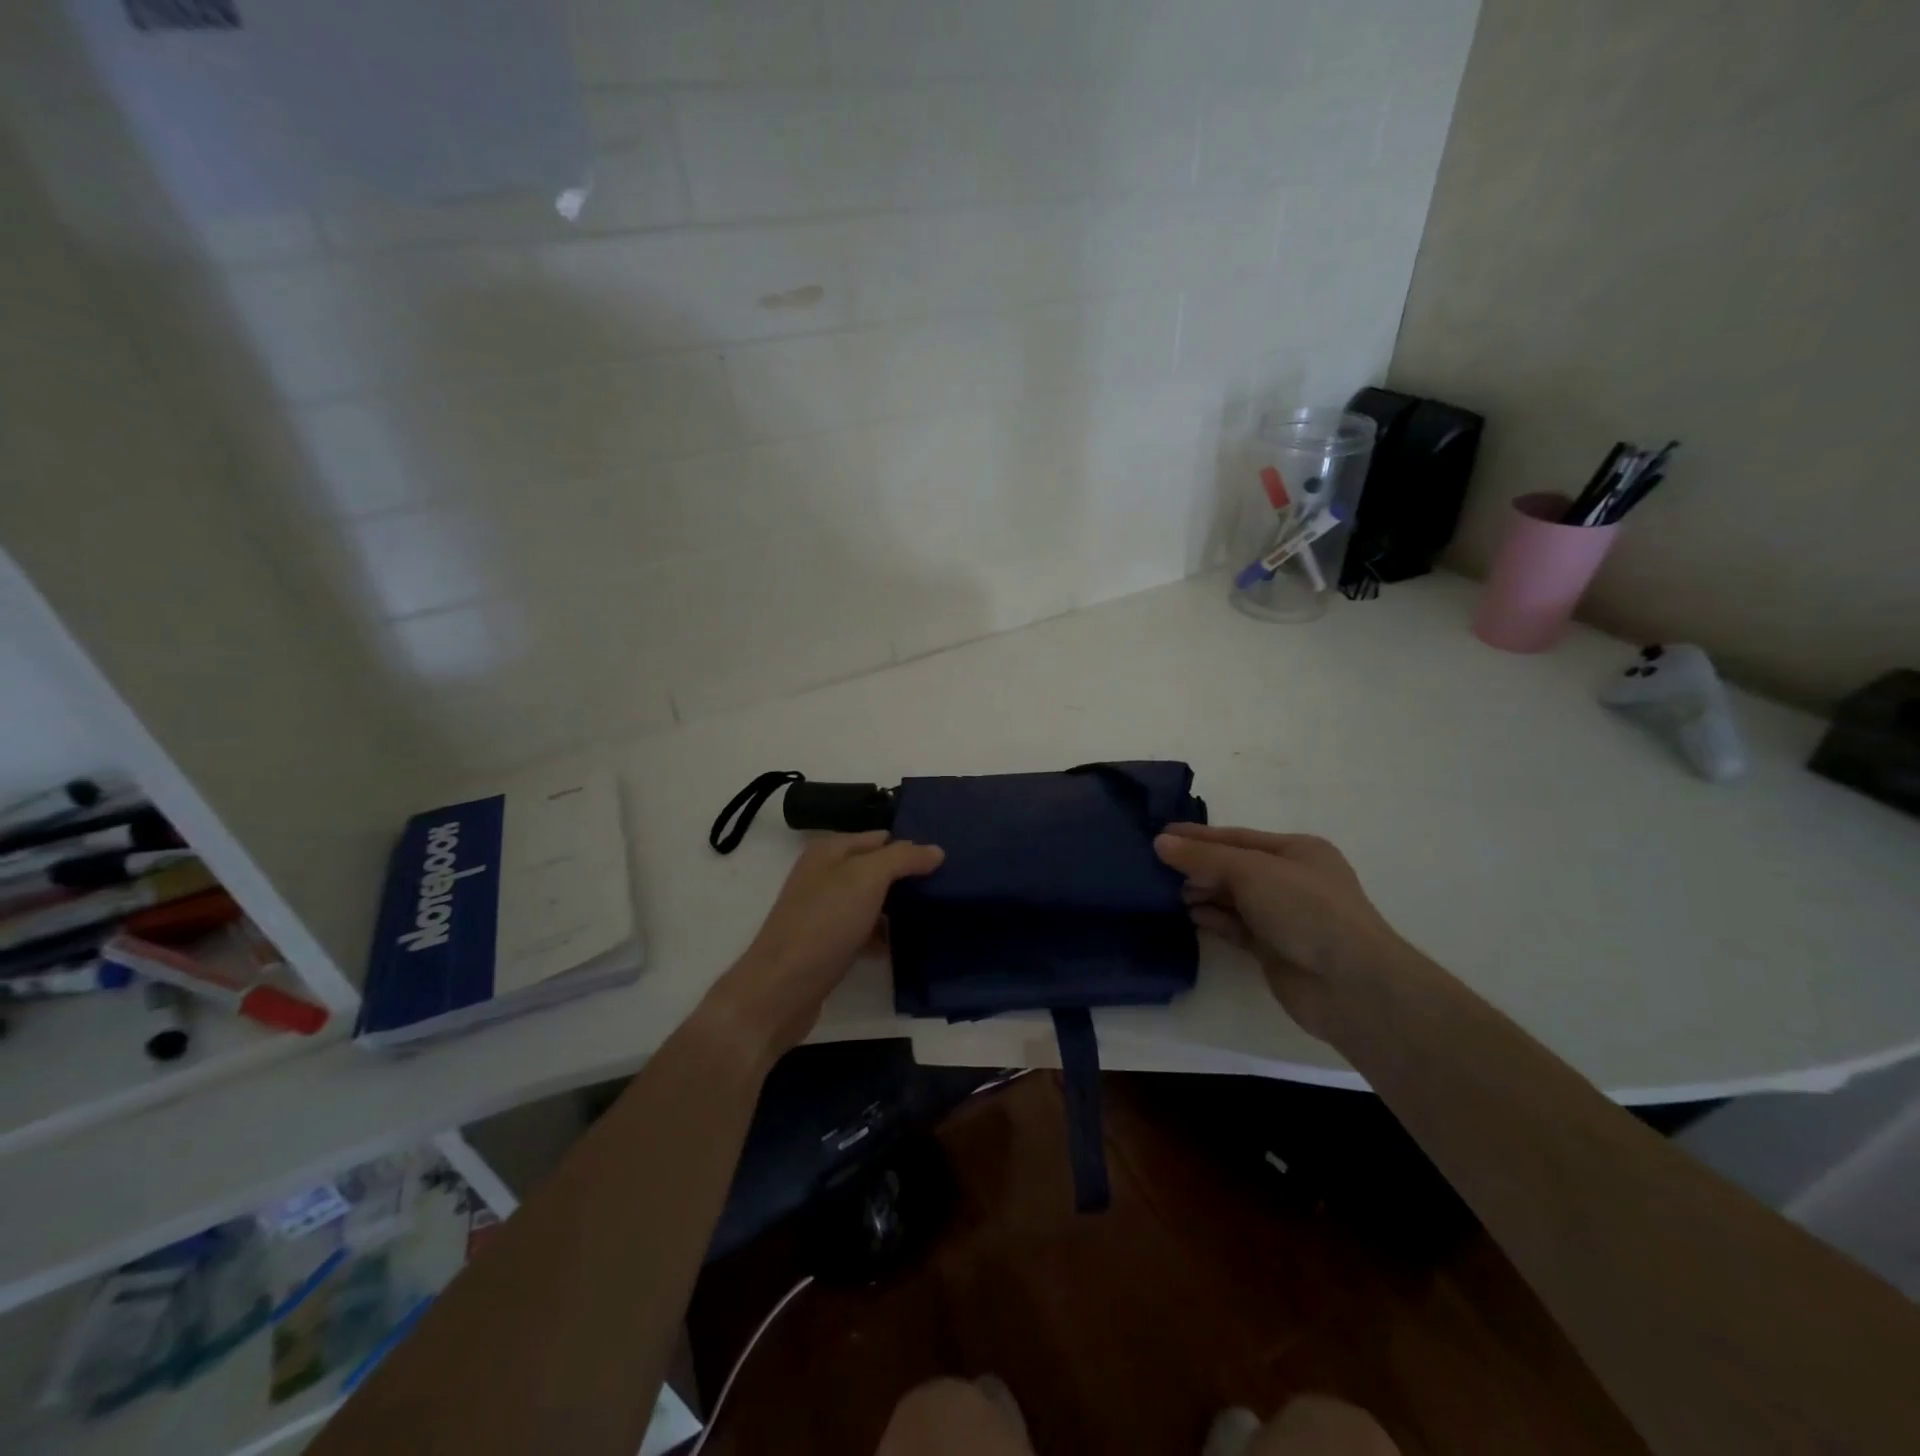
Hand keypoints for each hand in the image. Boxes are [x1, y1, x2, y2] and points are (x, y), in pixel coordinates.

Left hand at [709, 831, 943, 1060]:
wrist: (781, 991)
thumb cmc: (824, 924)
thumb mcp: (866, 879)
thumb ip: (902, 858)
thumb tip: (935, 849)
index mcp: (829, 851)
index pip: (879, 837)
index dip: (910, 844)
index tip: (946, 857)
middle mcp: (824, 876)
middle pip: (875, 868)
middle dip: (907, 875)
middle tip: (948, 884)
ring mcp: (824, 911)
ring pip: (871, 900)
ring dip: (899, 907)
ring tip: (937, 912)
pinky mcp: (827, 944)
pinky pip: (864, 930)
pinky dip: (884, 935)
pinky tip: (907, 944)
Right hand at [1153, 824, 1416, 1041]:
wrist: (1350, 985)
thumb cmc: (1306, 910)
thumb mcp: (1252, 871)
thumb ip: (1204, 857)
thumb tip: (1160, 842)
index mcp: (1296, 851)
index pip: (1237, 837)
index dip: (1198, 836)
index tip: (1160, 834)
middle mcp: (1291, 880)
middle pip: (1233, 867)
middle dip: (1197, 866)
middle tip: (1154, 866)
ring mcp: (1283, 916)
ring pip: (1232, 898)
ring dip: (1201, 892)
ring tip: (1165, 891)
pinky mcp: (1273, 949)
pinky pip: (1235, 927)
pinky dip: (1212, 919)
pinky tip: (1188, 915)